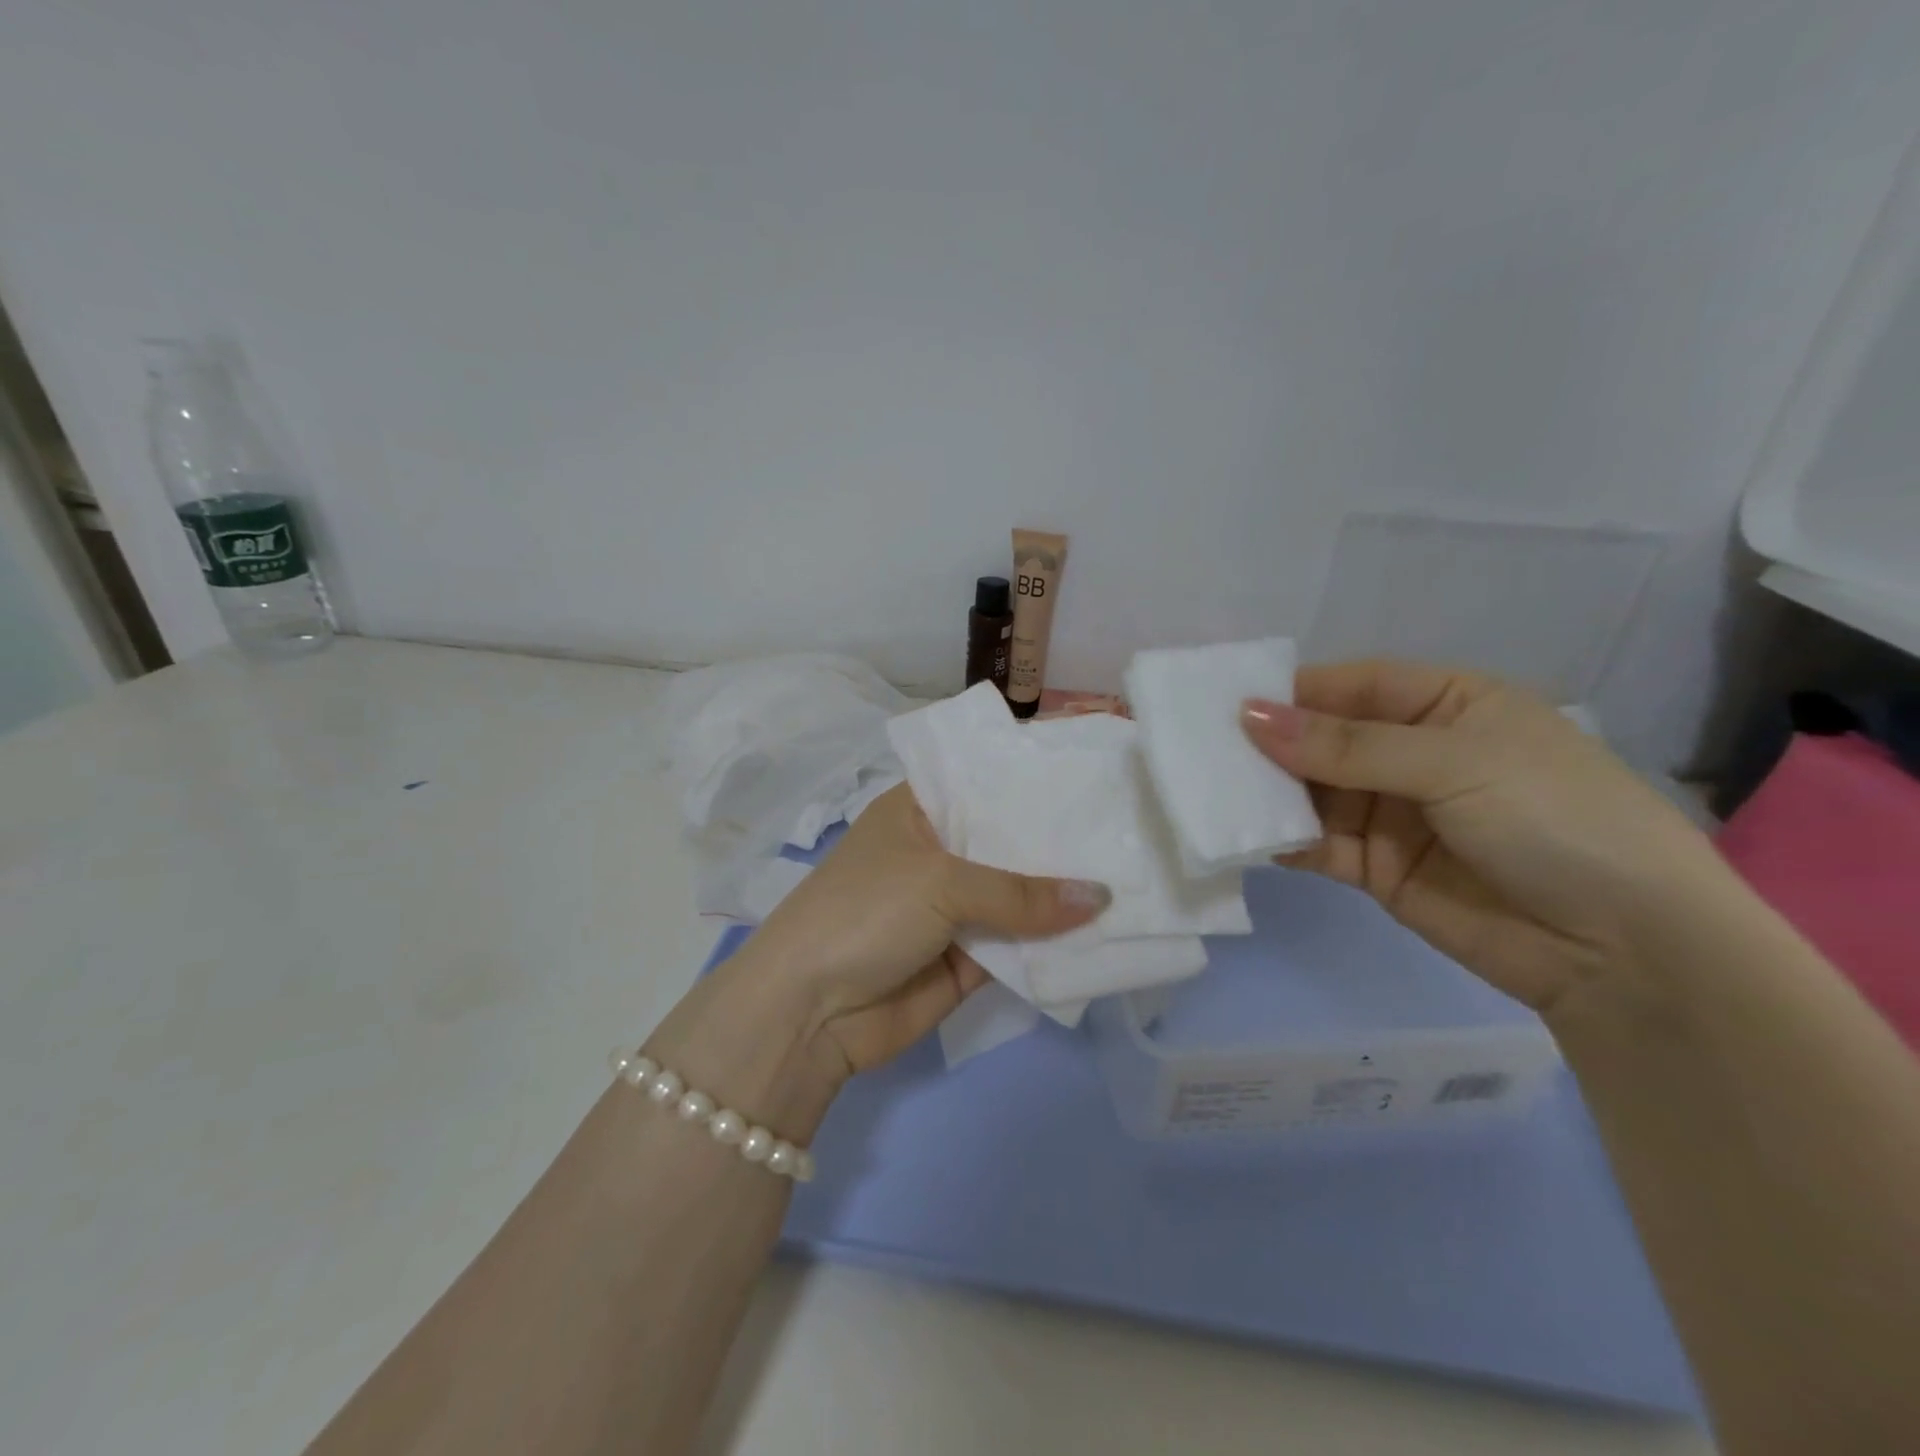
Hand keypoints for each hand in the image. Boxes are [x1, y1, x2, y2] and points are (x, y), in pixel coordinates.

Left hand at [648, 785, 1108, 1133]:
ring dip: (1065, 895)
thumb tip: (1103, 897)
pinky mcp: (968, 959)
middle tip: (1131, 826)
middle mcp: (939, 853)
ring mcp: (954, 908)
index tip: (1093, 773)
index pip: (984, 781)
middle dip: (1060, 841)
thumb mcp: (941, 883)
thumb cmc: (865, 913)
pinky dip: (1054, 944)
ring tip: (1137, 874)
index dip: (1033, 778)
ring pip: (1020, 897)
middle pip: (1009, 842)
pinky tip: (1109, 932)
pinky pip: (1019, 946)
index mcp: (919, 811)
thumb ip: (1022, 893)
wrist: (809, 1013)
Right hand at [1241, 660, 1729, 1018]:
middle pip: (1324, 738)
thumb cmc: (1555, 820)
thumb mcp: (1456, 763)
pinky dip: (1283, 839)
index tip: (1229, 702)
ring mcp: (1392, 812)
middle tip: (1203, 750)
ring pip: (1313, 791)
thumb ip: (1348, 745)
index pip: (1354, 685)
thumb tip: (1251, 716)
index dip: (1295, 692)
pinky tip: (1248, 837)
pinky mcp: (1375, 867)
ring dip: (1269, 793)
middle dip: (1272, 744)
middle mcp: (1413, 753)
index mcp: (1448, 705)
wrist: (1625, 953)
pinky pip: (1317, 843)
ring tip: (1214, 792)